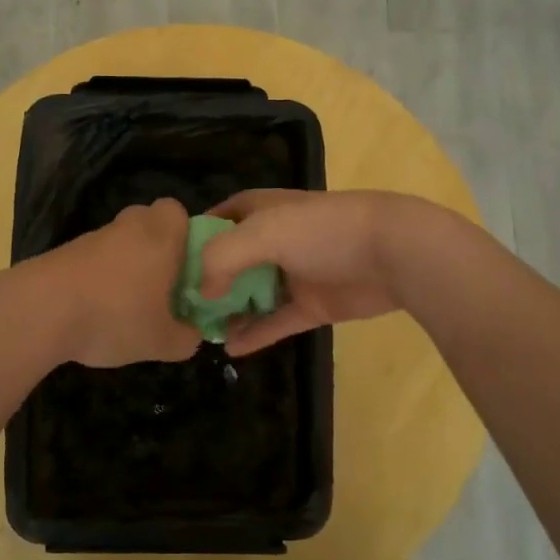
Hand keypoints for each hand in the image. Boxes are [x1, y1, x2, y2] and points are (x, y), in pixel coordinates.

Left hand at [28, 197, 202, 367]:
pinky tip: (95, 313)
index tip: (187, 269)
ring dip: (126, 268)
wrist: (39, 311)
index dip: (186, 236)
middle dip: (156, 250)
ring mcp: (92, 238)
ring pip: (120, 244)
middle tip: (162, 287)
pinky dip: (98, 279)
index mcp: (161, 235)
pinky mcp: (63, 253)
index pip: (178, 212)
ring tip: (126, 309)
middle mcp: (128, 226)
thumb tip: (191, 334)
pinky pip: (94, 261)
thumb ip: (186, 338)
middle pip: (147, 224)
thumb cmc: (115, 316)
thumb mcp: (162, 341)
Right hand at [199, 190, 429, 355]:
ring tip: (199, 332)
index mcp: (263, 211)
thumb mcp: (263, 233)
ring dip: (229, 311)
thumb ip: (223, 258)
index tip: (167, 263)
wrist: (393, 254)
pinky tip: (230, 348)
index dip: (195, 237)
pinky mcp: (313, 304)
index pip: (219, 218)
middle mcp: (275, 240)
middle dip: (208, 281)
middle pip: (232, 261)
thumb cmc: (323, 232)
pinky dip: (255, 334)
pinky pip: (276, 321)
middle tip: (178, 307)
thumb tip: (203, 292)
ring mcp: (295, 274)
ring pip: (253, 295)